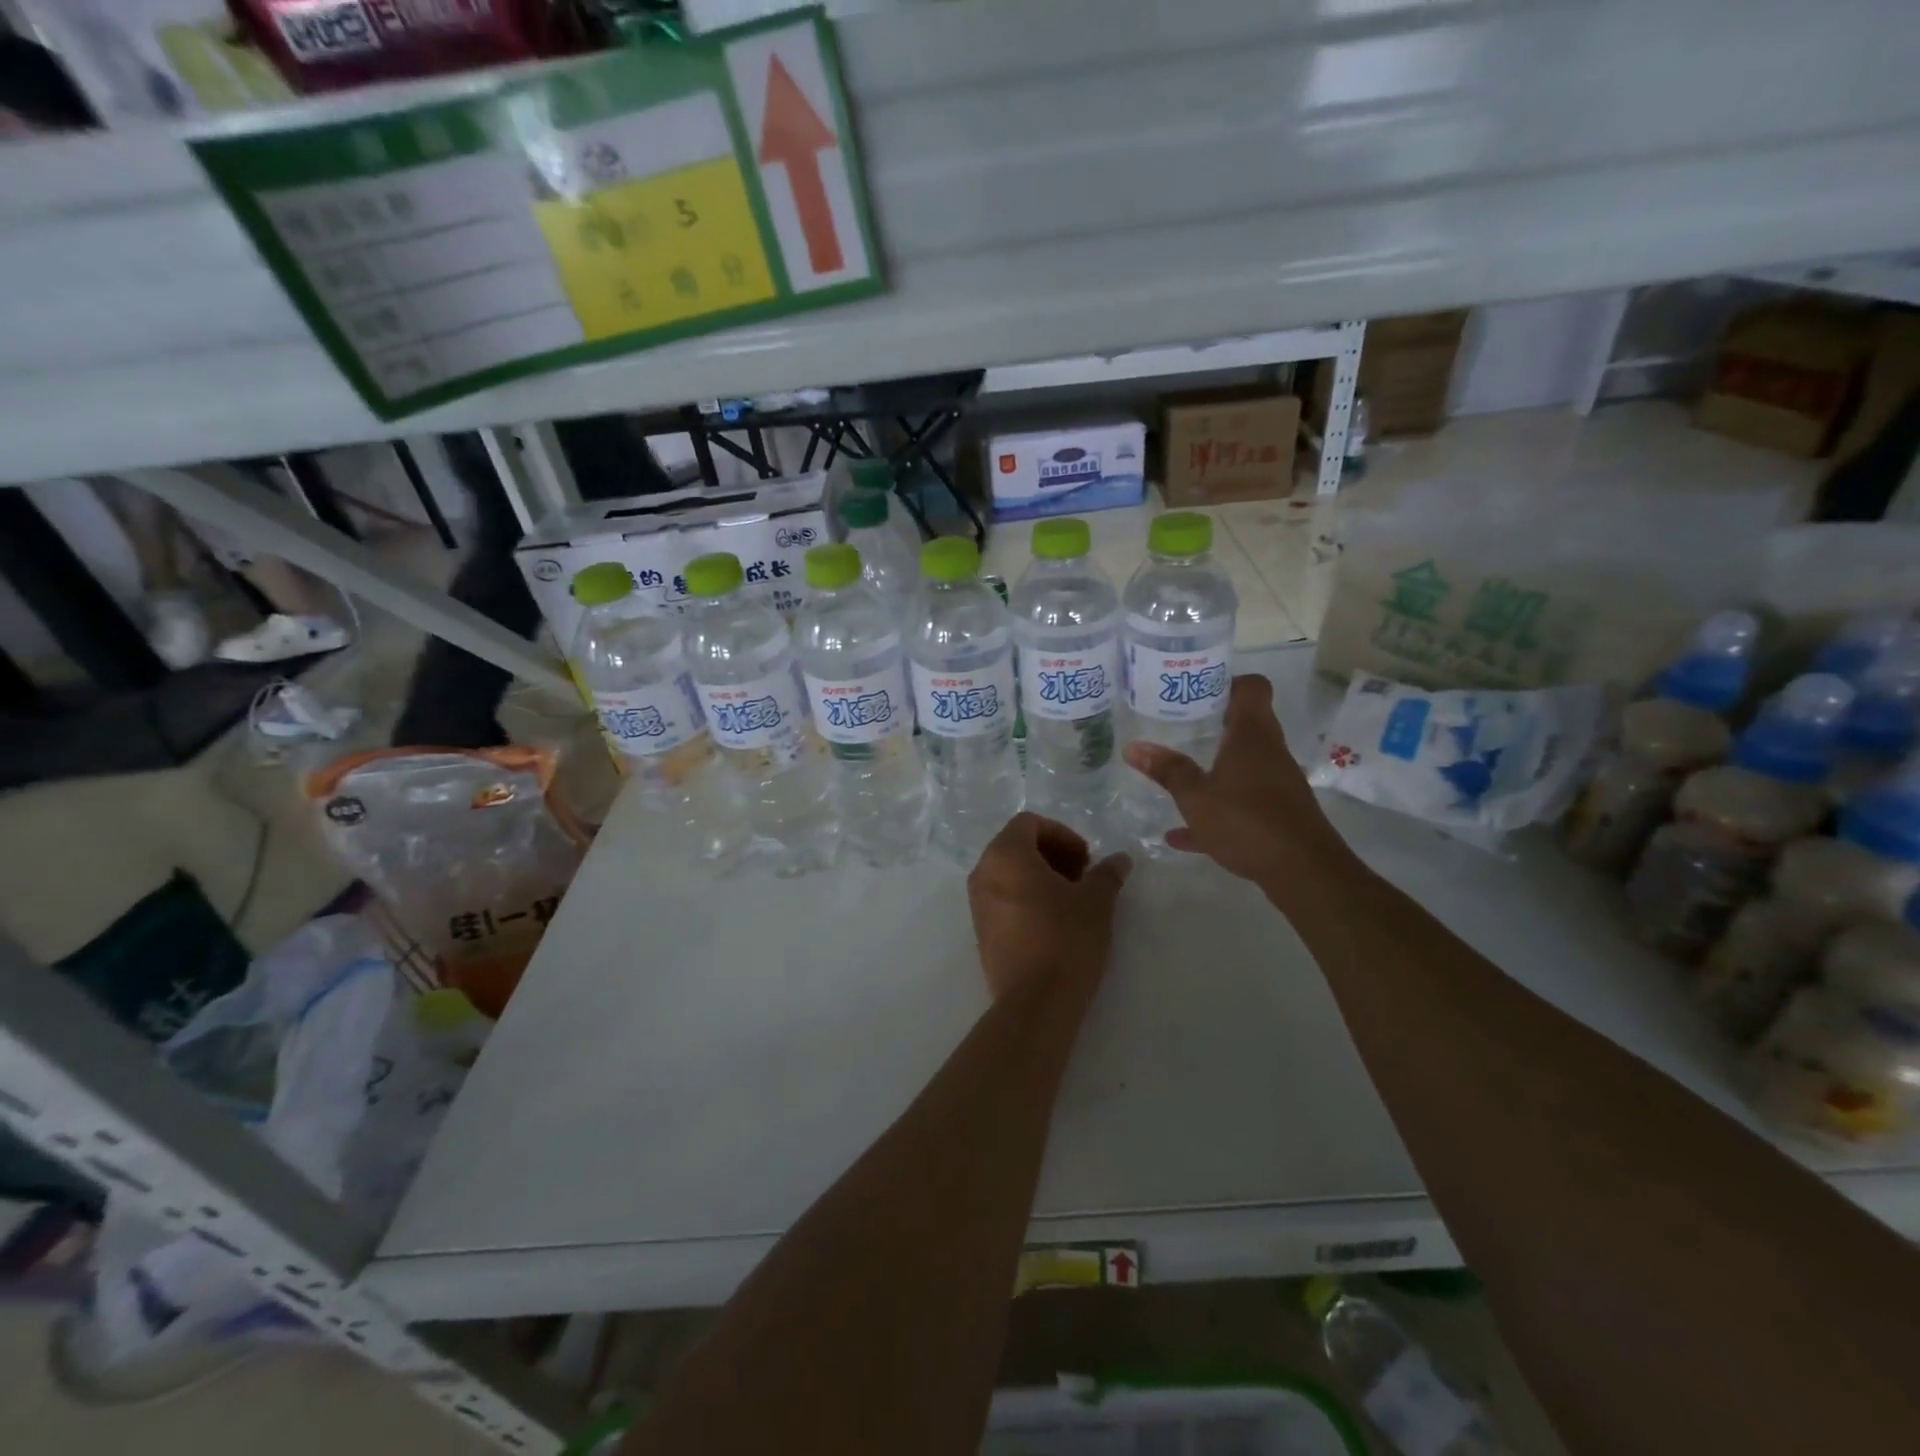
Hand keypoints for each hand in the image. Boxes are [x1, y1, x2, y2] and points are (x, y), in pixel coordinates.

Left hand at [966, 813, 1131, 1000]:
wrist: (1034, 1002)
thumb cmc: (1065, 939)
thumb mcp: (1096, 902)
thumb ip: (1107, 874)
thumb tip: (1120, 860)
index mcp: (1005, 854)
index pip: (1029, 823)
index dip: (1062, 834)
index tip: (1086, 859)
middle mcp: (983, 872)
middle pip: (1017, 845)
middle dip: (1052, 854)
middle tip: (1082, 877)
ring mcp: (977, 903)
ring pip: (1009, 872)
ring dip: (1040, 876)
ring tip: (1071, 900)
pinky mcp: (981, 930)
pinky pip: (1002, 897)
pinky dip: (1026, 897)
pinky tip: (1053, 922)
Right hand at [1122, 674, 1355, 899]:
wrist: (1304, 872)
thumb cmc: (1247, 821)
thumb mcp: (1196, 797)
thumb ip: (1167, 771)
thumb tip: (1133, 747)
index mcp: (1252, 735)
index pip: (1251, 687)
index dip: (1227, 681)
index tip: (1197, 688)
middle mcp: (1269, 752)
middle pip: (1245, 724)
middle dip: (1212, 723)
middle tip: (1177, 724)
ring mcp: (1276, 784)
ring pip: (1241, 765)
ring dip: (1213, 767)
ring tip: (1177, 771)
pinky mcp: (1277, 814)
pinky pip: (1241, 802)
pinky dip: (1216, 809)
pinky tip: (1182, 833)